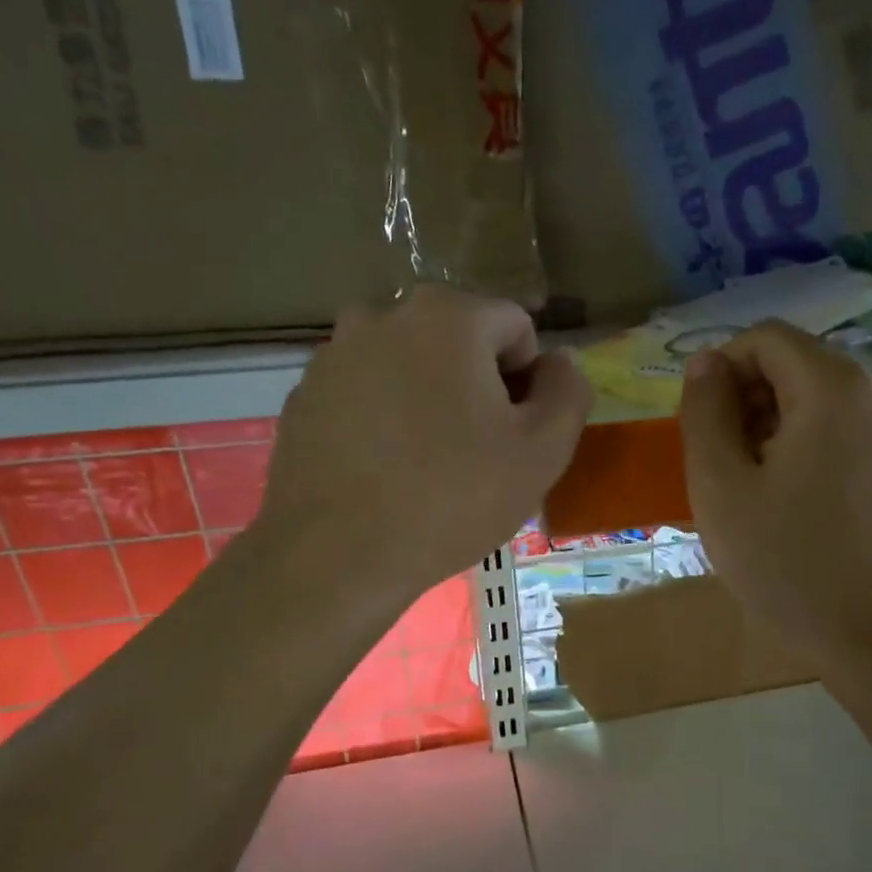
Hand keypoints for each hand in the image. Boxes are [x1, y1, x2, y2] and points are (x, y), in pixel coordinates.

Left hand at [253, 285, 591, 601]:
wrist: (338, 555)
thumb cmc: (454, 498)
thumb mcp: (542, 451)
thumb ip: (568, 392)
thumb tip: (561, 362)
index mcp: (448, 317)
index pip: (515, 326)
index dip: (529, 380)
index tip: (515, 433)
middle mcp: (383, 315)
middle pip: (458, 339)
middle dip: (478, 384)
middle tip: (477, 451)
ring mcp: (334, 354)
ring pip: (409, 364)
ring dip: (430, 397)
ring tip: (428, 463)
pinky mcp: (304, 394)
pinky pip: (366, 392)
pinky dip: (384, 416)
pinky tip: (385, 469)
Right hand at [679, 322, 871, 664]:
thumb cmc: (787, 562)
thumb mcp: (720, 486)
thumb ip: (704, 411)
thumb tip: (705, 363)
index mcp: (834, 384)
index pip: (763, 338)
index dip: (720, 371)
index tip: (701, 427)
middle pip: (792, 361)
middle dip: (746, 399)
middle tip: (723, 464)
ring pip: (814, 392)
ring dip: (770, 422)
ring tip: (753, 485)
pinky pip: (839, 420)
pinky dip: (803, 439)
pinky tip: (788, 492)